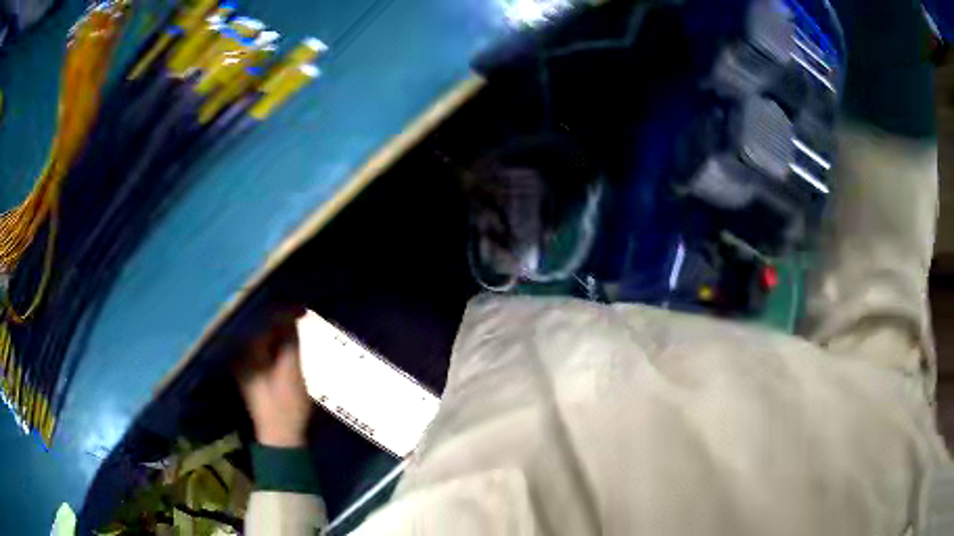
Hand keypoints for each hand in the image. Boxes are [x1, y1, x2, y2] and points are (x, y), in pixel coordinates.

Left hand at [233, 310, 312, 447]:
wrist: (281, 437)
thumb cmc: (286, 405)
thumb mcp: (291, 370)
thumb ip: (289, 338)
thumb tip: (292, 309)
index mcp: (247, 352)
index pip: (264, 319)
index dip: (284, 310)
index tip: (303, 308)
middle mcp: (240, 353)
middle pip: (261, 326)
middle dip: (281, 319)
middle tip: (303, 315)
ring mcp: (245, 363)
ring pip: (263, 337)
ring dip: (280, 331)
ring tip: (298, 325)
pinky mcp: (252, 372)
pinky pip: (264, 349)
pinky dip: (276, 343)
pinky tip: (289, 343)